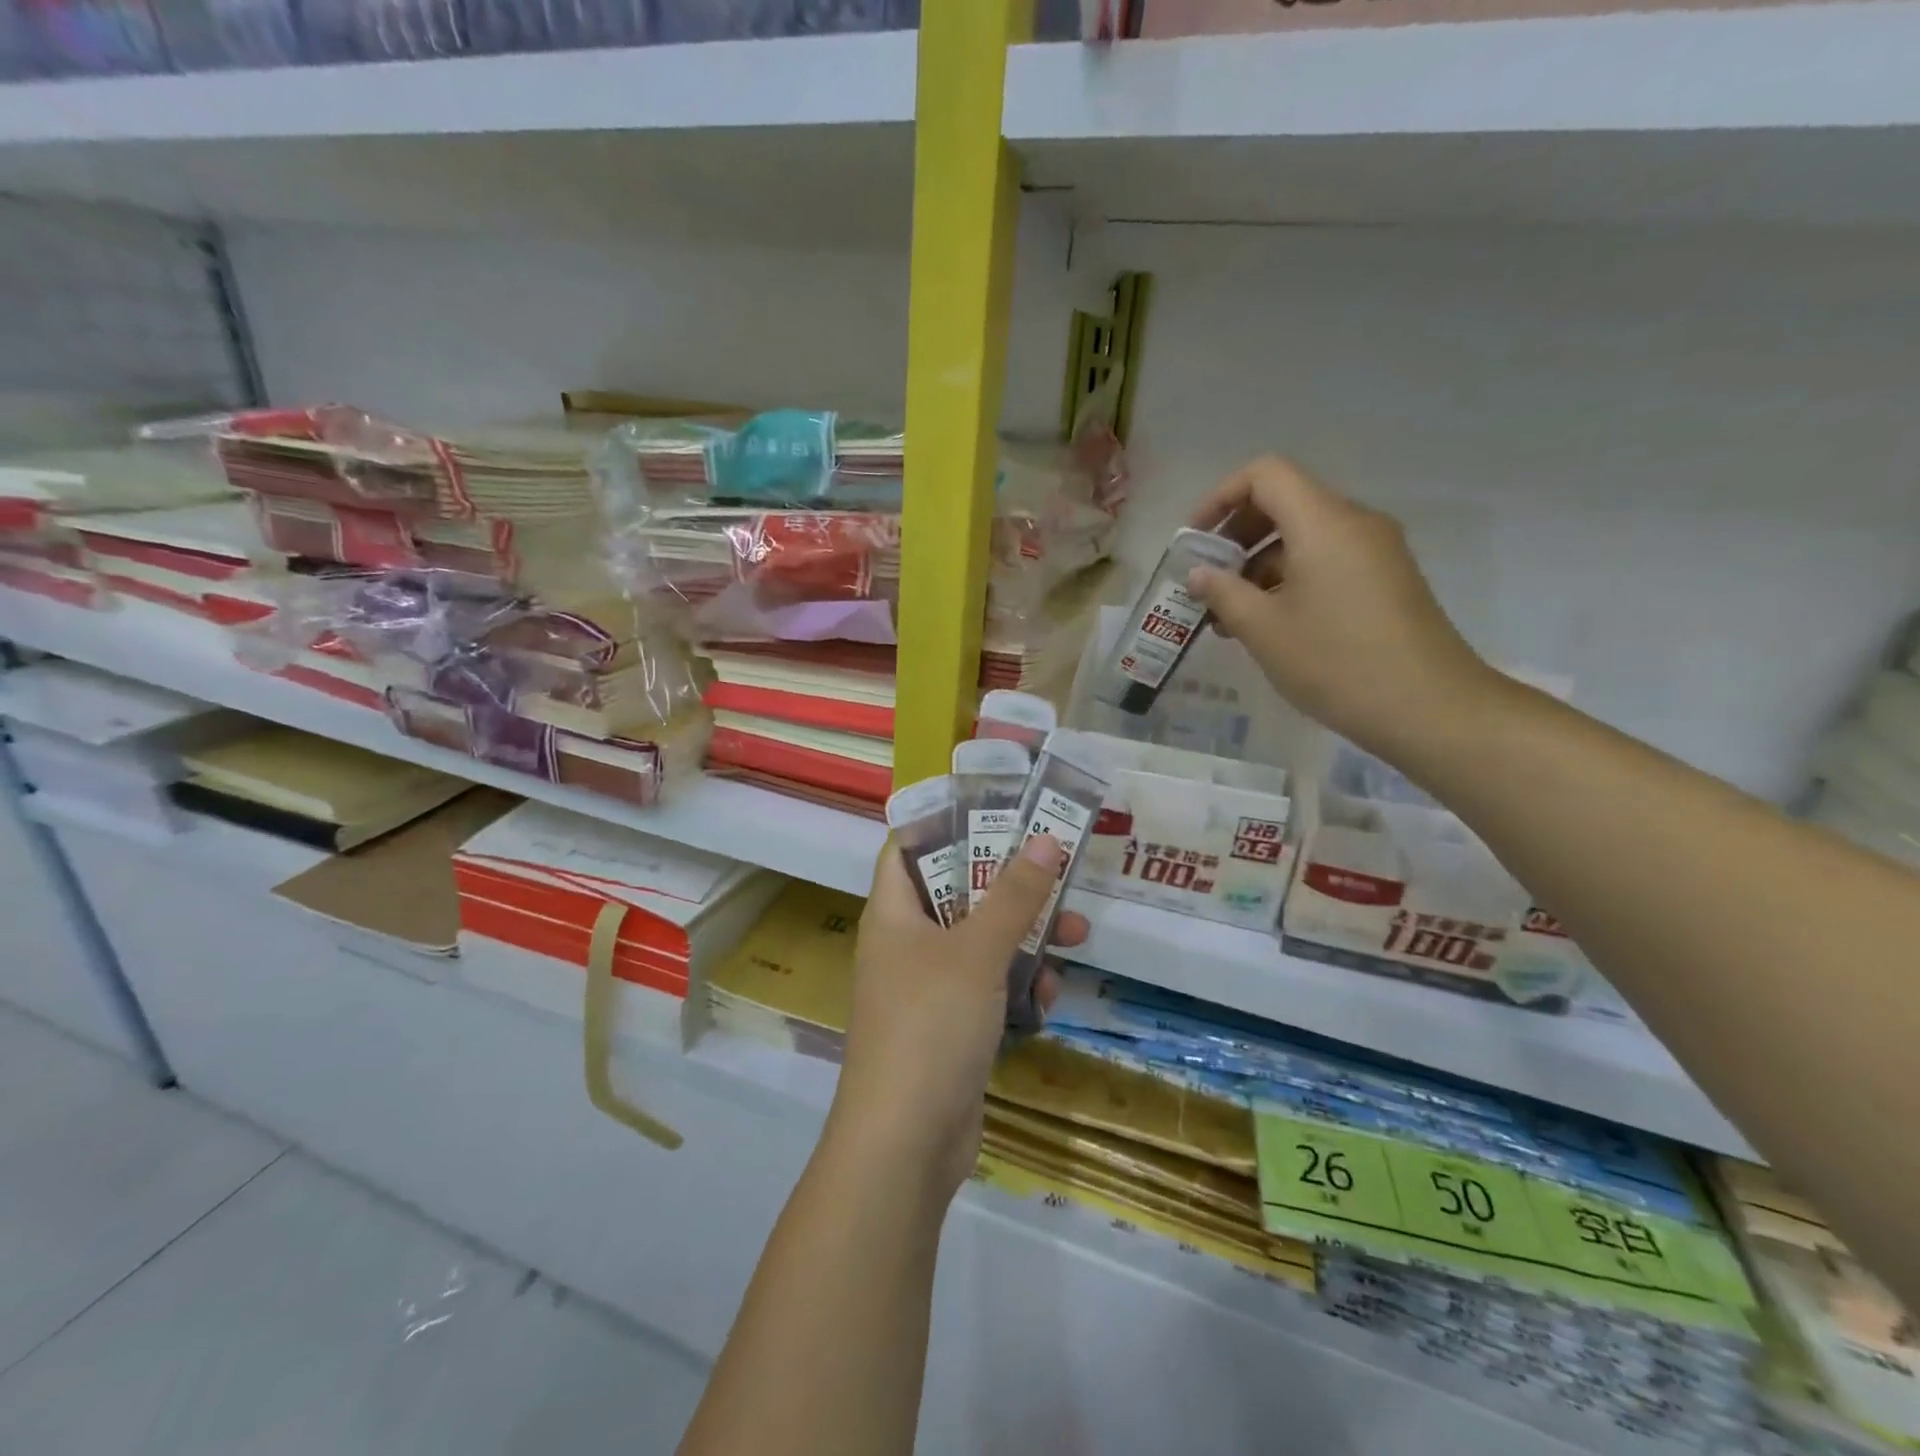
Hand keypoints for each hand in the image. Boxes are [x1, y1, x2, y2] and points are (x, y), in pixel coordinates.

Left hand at [828, 836, 1087, 1202]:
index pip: (906, 848)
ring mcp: (928, 988)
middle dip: (1009, 884)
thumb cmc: (930, 1025)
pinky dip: (1017, 986)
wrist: (906, 1143)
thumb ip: (1014, 895)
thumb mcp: (977, 951)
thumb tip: (1046, 839)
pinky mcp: (951, 1026)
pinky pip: (989, 988)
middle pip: (958, 892)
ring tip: (1075, 934)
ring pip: (982, 942)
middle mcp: (906, 944)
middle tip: (1057, 869)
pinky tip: (1047, 998)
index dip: (944, 823)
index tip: (996, 809)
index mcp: (894, 913)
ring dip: (1025, 938)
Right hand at [1186, 456, 1498, 762]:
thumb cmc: (1335, 662)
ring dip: (1259, 565)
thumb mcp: (1263, 630)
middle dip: (1237, 536)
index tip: (1195, 540)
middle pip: (1285, 502)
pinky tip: (1269, 625)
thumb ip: (1223, 593)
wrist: (1428, 708)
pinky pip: (1327, 561)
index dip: (1221, 497)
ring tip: (1230, 616)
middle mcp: (1354, 524)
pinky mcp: (1386, 580)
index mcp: (1323, 522)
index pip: (1265, 474)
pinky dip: (1289, 580)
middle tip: (1207, 580)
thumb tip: (1199, 573)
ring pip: (1304, 537)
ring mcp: (1376, 552)